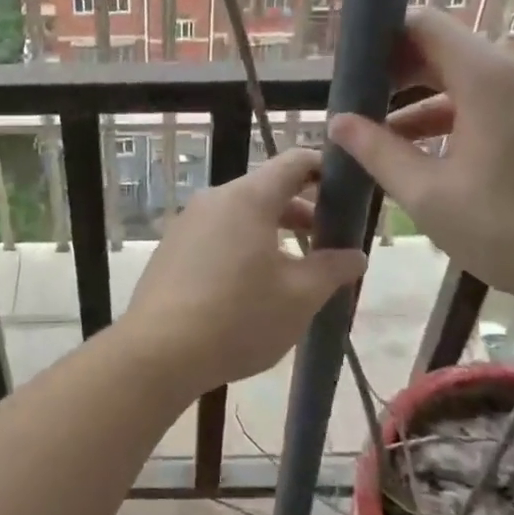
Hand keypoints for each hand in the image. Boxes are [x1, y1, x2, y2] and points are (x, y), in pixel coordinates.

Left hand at [124, 147, 367, 393]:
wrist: (158, 352)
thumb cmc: (238, 318)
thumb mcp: (299, 297)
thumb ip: (332, 269)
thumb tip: (355, 255)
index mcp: (248, 198)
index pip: (295, 162)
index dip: (326, 170)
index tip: (349, 192)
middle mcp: (215, 199)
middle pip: (268, 189)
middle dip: (303, 212)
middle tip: (330, 243)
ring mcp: (188, 222)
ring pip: (241, 214)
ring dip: (273, 232)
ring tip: (296, 270)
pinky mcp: (172, 248)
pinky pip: (217, 234)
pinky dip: (244, 245)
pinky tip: (253, 286)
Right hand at [328, 11, 513, 315]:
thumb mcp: (431, 196)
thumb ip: (379, 153)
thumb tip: (338, 122)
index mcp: (486, 77)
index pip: (421, 24)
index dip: (379, 39)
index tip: (345, 71)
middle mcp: (513, 71)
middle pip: (439, 48)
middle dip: (391, 73)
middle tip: (351, 106)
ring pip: (461, 78)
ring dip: (417, 99)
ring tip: (376, 134)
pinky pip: (486, 100)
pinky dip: (449, 116)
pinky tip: (423, 154)